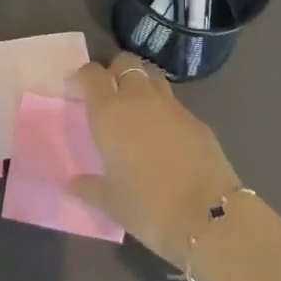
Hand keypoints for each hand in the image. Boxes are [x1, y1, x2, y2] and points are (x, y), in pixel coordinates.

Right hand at [69, 54, 241, 266]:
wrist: (208, 218)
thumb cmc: (148, 208)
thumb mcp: (111, 203)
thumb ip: (89, 188)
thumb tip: (72, 185)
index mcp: (109, 113)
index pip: (92, 74)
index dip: (86, 76)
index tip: (83, 88)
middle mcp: (138, 99)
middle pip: (126, 62)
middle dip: (117, 70)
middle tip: (113, 93)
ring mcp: (171, 105)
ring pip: (153, 76)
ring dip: (143, 83)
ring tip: (140, 108)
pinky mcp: (196, 119)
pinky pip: (175, 103)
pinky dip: (166, 110)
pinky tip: (168, 134)